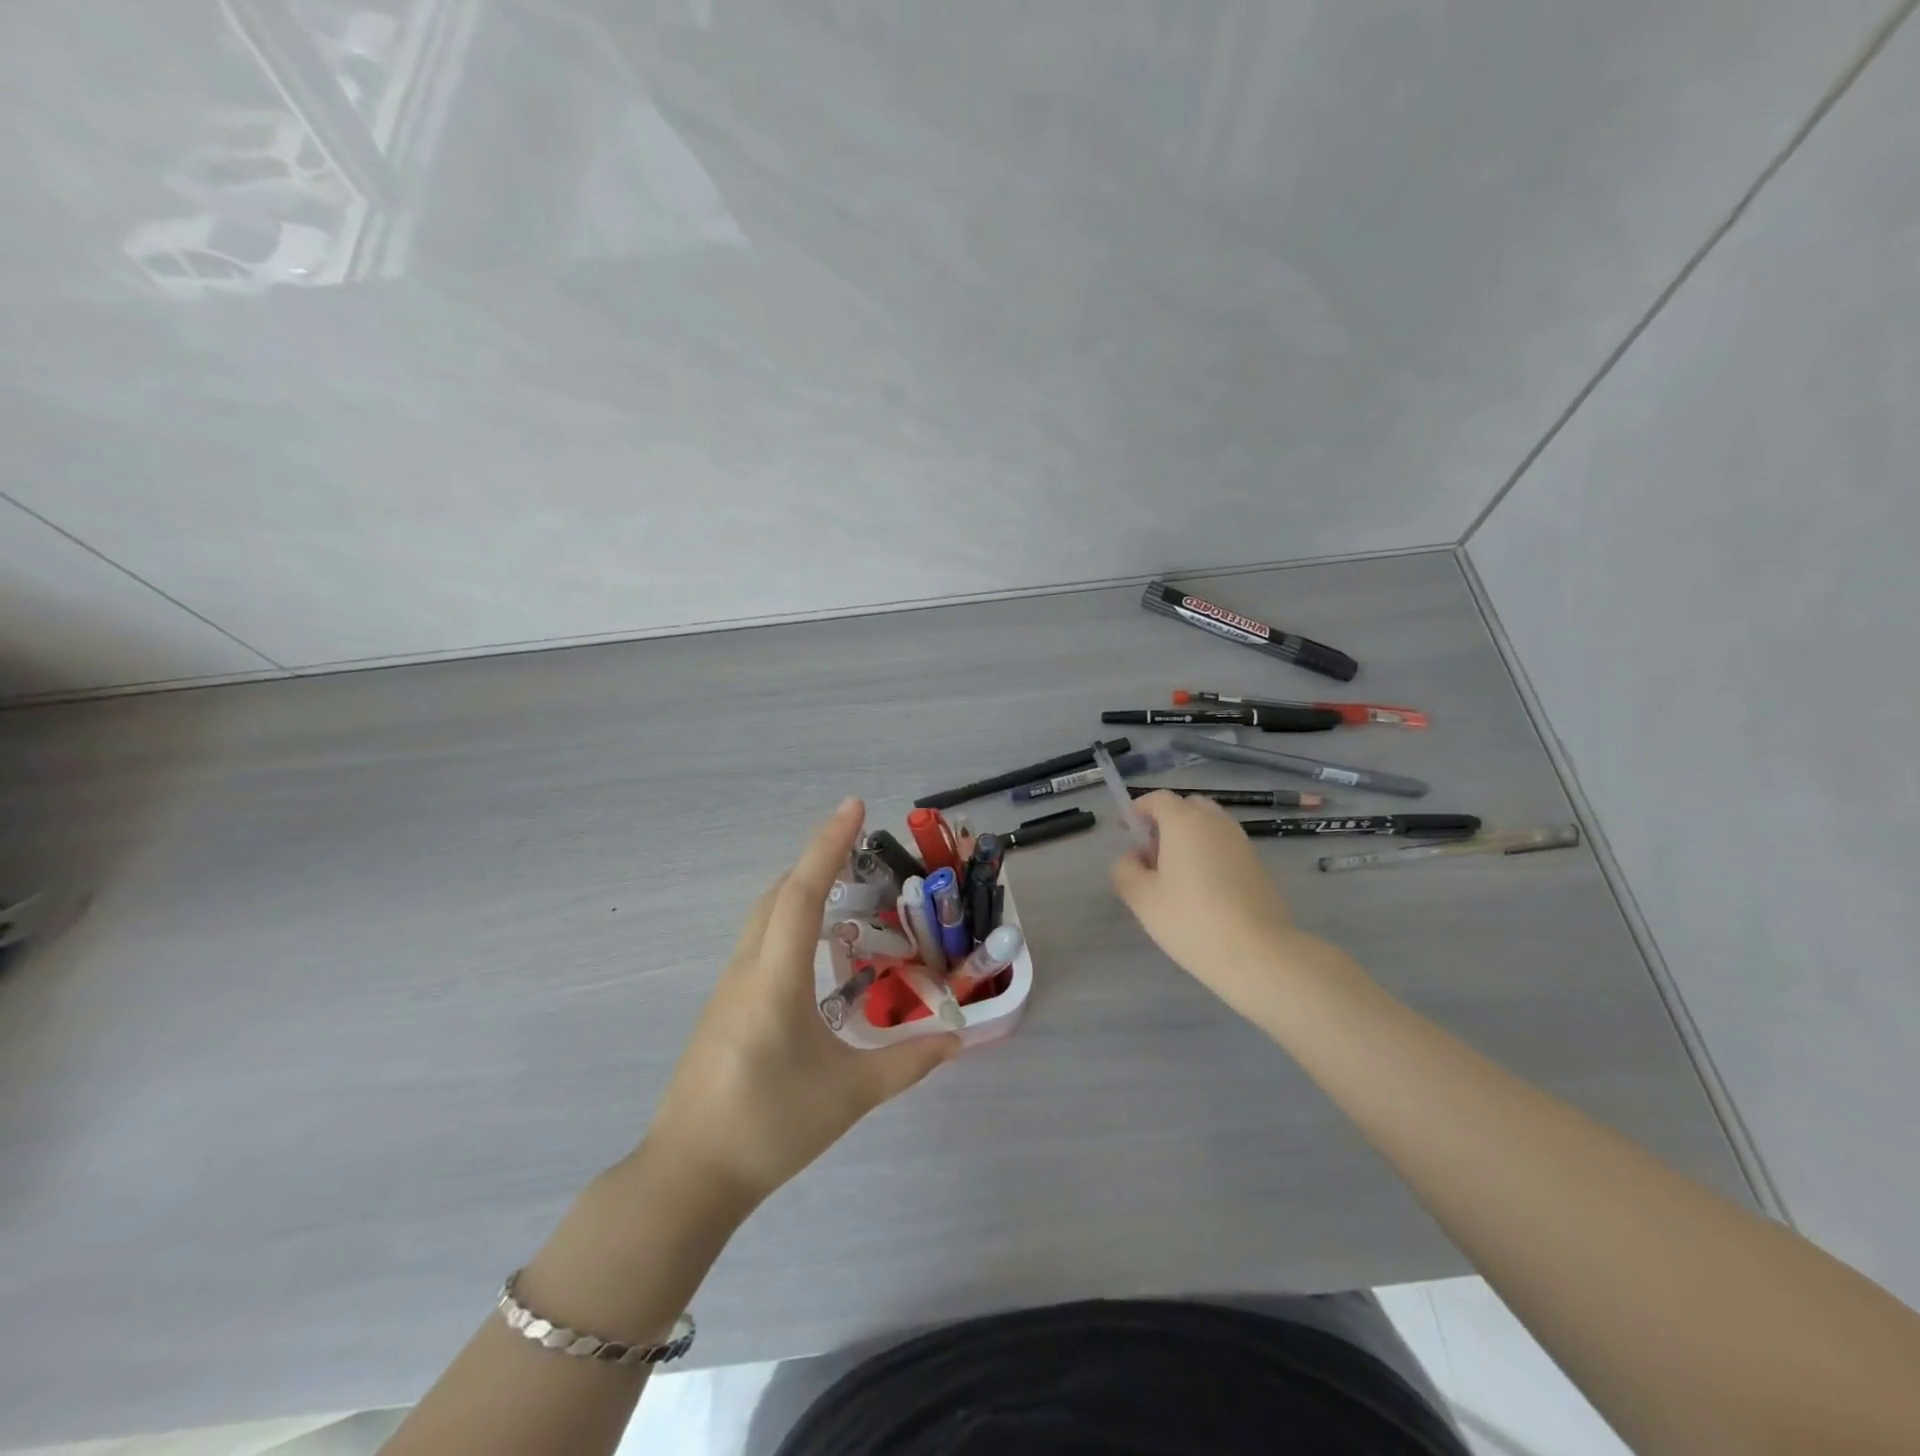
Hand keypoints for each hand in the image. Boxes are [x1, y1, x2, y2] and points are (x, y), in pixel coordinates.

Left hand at [643, 798, 959, 1208]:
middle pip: (779, 893)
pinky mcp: (723, 1006)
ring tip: (843, 889)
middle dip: (817, 860)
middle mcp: (748, 969)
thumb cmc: (768, 1128)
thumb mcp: (848, 1096)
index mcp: (775, 979)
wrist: (687, 1176)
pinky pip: (759, 941)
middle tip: (860, 847)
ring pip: (764, 916)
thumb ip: (907, 1064)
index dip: (828, 845)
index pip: (803, 892)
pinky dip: (788, 920)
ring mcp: (729, 986)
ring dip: (800, 889)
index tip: (854, 806)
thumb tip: (957, 1039)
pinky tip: (812, 949)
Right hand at [1111, 790, 1316, 1020]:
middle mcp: (1215, 822)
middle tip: (1151, 854)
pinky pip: (1225, 847)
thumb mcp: (1141, 898)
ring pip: (1209, 827)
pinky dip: (1209, 855)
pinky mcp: (1258, 865)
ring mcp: (1242, 842)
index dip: (1138, 809)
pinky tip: (1203, 891)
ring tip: (1176, 877)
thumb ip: (1125, 870)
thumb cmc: (1190, 919)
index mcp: (1184, 821)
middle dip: (1166, 822)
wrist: (1257, 953)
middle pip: (1187, 807)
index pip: (1158, 799)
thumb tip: (1133, 858)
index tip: (1126, 829)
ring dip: (1189, 839)